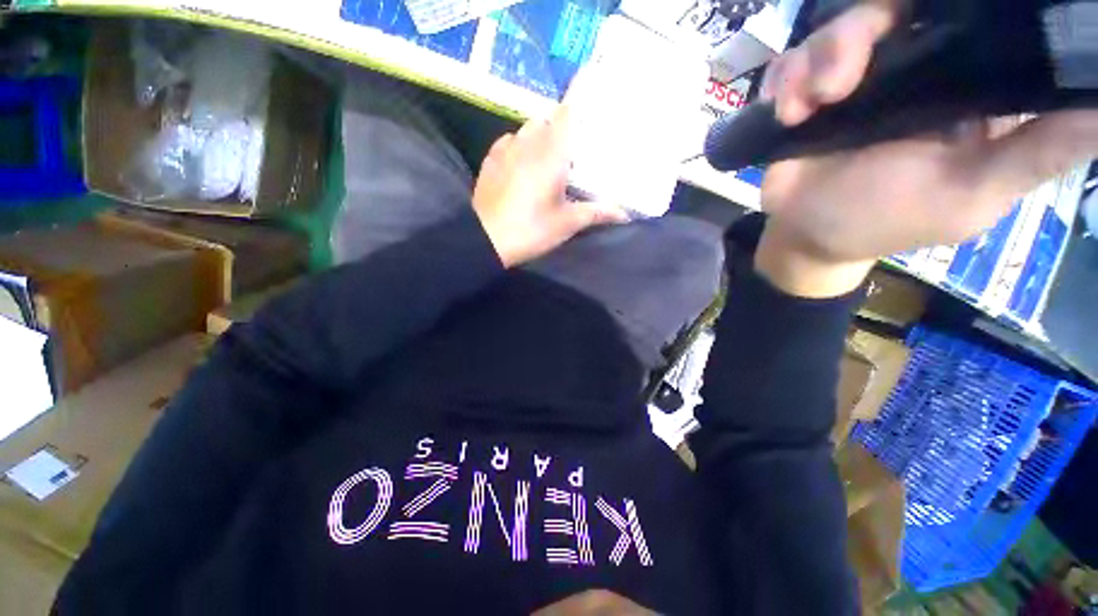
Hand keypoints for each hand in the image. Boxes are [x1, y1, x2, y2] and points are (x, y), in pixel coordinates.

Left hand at [472, 103, 628, 267]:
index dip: (581, 98)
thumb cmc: (531, 230)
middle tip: (574, 146)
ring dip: (541, 136)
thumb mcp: (567, 223)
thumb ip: (597, 212)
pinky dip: (521, 146)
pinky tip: (523, 165)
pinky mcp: (490, 159)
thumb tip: (625, 213)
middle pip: (549, 118)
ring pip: (528, 128)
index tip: (593, 93)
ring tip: (549, 157)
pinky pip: (510, 141)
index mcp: (552, 152)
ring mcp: (506, 148)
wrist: (485, 240)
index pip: (569, 112)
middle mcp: (528, 141)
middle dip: (563, 126)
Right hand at [755, 3, 1097, 296]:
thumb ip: (1037, 152)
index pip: (969, 16)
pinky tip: (783, 114)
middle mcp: (912, 67)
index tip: (931, 12)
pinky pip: (791, 62)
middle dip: (855, 34)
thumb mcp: (972, 196)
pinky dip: (782, 82)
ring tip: (802, 110)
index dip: (954, 4)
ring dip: (810, 65)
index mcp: (962, 84)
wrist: (806, 236)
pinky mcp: (808, 93)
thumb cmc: (886, 221)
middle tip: (835, 86)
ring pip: (835, 30)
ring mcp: (855, 78)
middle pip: (890, 9)